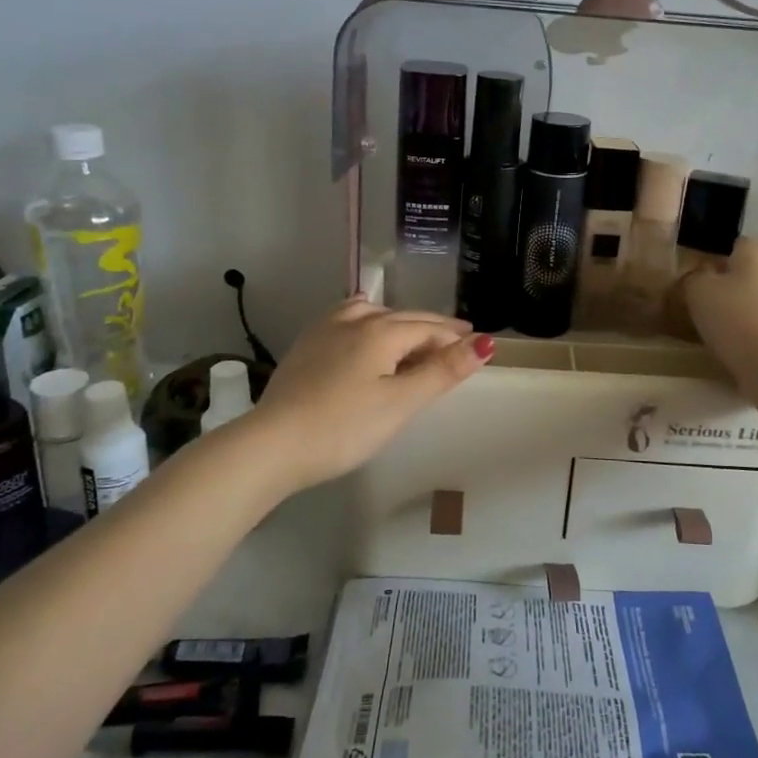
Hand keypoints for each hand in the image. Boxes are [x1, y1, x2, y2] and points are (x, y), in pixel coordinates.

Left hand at [247, 299, 494, 490]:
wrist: (273, 444)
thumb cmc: (344, 427)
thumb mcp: (401, 403)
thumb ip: (442, 371)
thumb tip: (484, 343)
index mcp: (381, 331)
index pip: (429, 329)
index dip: (455, 338)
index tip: (477, 346)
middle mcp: (354, 319)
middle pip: (404, 318)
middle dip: (433, 327)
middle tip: (458, 337)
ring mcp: (325, 329)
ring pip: (374, 313)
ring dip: (400, 322)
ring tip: (414, 334)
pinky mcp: (306, 344)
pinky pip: (347, 318)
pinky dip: (369, 321)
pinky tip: (363, 329)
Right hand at [681, 239, 757, 386]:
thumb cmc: (736, 319)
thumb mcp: (698, 292)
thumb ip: (694, 279)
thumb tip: (698, 279)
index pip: (734, 245)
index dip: (713, 259)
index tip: (696, 280)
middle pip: (748, 274)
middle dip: (728, 288)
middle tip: (702, 308)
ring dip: (741, 313)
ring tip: (716, 334)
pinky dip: (754, 335)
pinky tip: (737, 351)